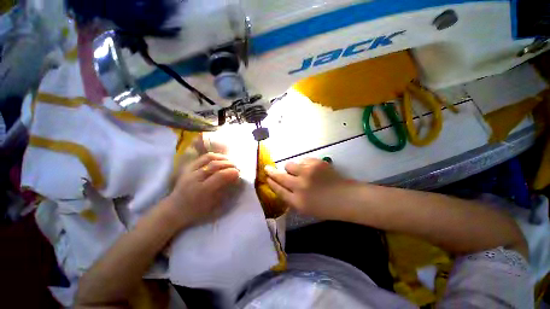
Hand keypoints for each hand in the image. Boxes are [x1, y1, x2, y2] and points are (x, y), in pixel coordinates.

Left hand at [164, 153, 239, 228]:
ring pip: (209, 158)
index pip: (220, 176)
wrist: (175, 210)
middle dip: (229, 164)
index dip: (231, 172)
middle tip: (237, 167)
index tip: (239, 173)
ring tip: (230, 161)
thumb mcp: (213, 207)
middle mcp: (194, 178)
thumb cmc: (196, 212)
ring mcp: (190, 171)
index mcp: (201, 190)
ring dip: (222, 158)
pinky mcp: (188, 167)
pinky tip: (220, 159)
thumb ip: (225, 191)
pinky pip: (202, 157)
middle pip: (215, 165)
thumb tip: (235, 180)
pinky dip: (214, 156)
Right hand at [264, 158, 357, 219]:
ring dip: (290, 168)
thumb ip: (291, 199)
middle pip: (280, 176)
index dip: (271, 183)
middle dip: (271, 172)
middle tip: (267, 168)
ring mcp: (308, 173)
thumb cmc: (325, 207)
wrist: (345, 198)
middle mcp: (300, 186)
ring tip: (298, 171)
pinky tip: (310, 170)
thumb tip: (280, 186)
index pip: (278, 190)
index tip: (266, 178)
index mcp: (297, 201)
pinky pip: (302, 160)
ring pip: (289, 165)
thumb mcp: (305, 209)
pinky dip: (302, 164)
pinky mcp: (315, 163)